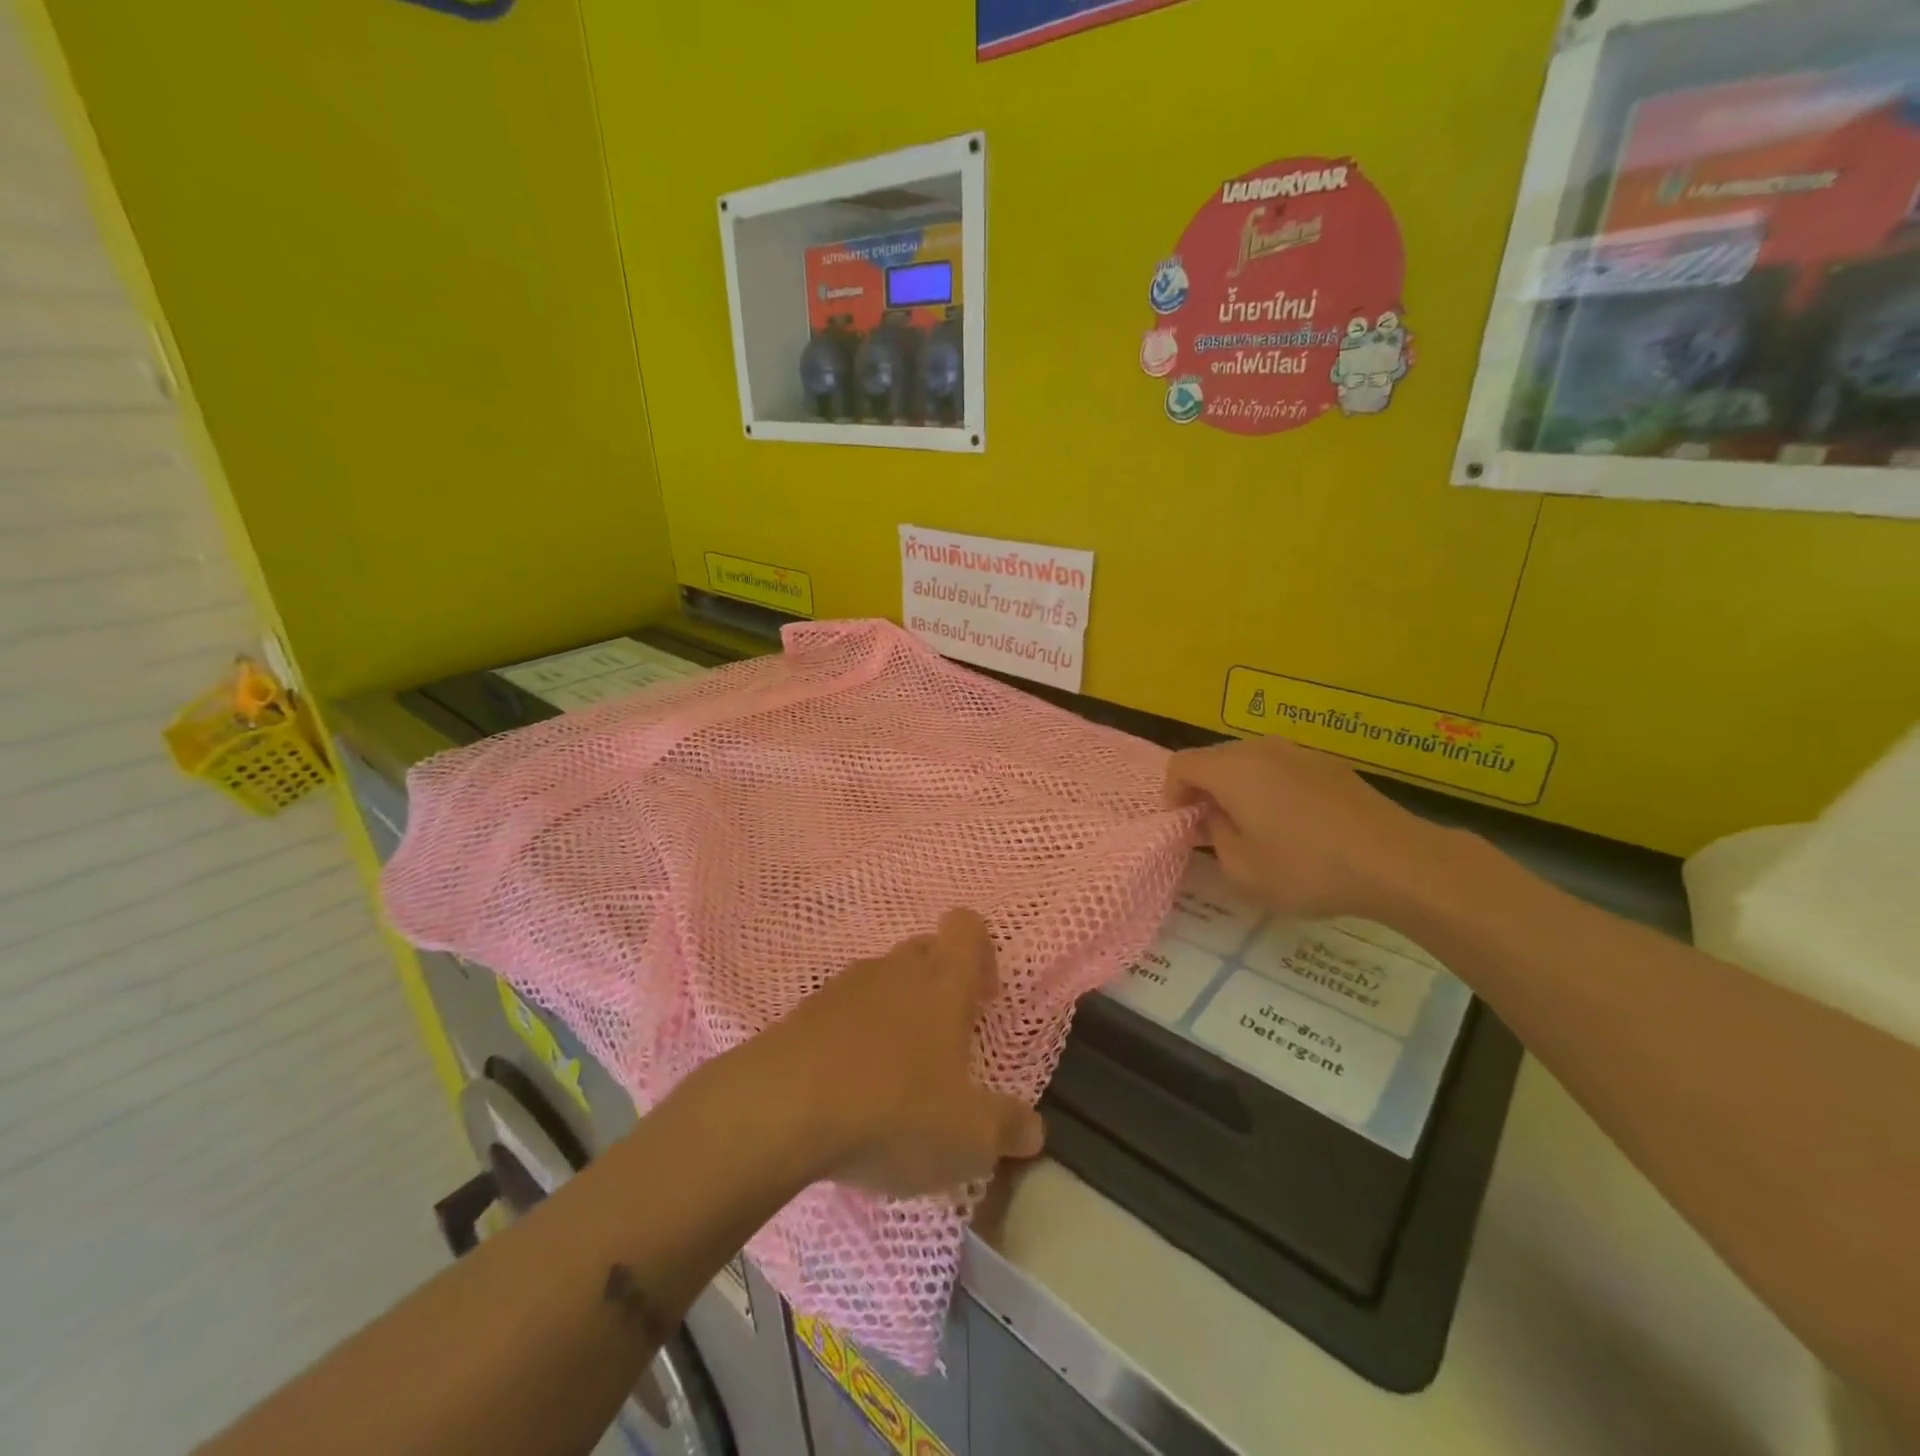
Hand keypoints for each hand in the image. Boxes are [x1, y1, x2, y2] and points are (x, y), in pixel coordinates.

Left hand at [763, 909, 1044, 1198]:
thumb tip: (1033, 1130)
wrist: (780, 1110)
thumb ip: (1007, 1130)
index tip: (982, 998)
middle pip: (925, 949)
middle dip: (938, 985)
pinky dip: (850, 1037)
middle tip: (943, 1044)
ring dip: (893, 1013)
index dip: (981, 952)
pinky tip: (846, 1087)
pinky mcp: (803, 1011)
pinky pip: (840, 1011)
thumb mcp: (967, 1138)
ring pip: (881, 980)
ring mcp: (843, 985)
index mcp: (943, 982)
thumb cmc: (893, 1111)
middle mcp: (895, 969)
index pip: (968, 927)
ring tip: (892, 1074)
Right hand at [1166, 735, 1452, 921]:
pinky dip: (1271, 789)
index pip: (1181, 764)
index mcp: (1232, 769)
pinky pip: (1282, 769)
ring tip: (1253, 828)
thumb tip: (1216, 816)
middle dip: (1204, 790)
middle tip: (1213, 830)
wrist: (1396, 861)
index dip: (1172, 794)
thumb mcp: (1242, 870)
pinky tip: (1294, 826)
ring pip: (1249, 762)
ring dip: (1238, 789)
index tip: (1185, 827)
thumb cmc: (1307, 868)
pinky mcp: (1329, 765)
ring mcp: (1299, 752)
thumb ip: (1215, 837)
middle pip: (1214, 759)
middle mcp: (1261, 749)